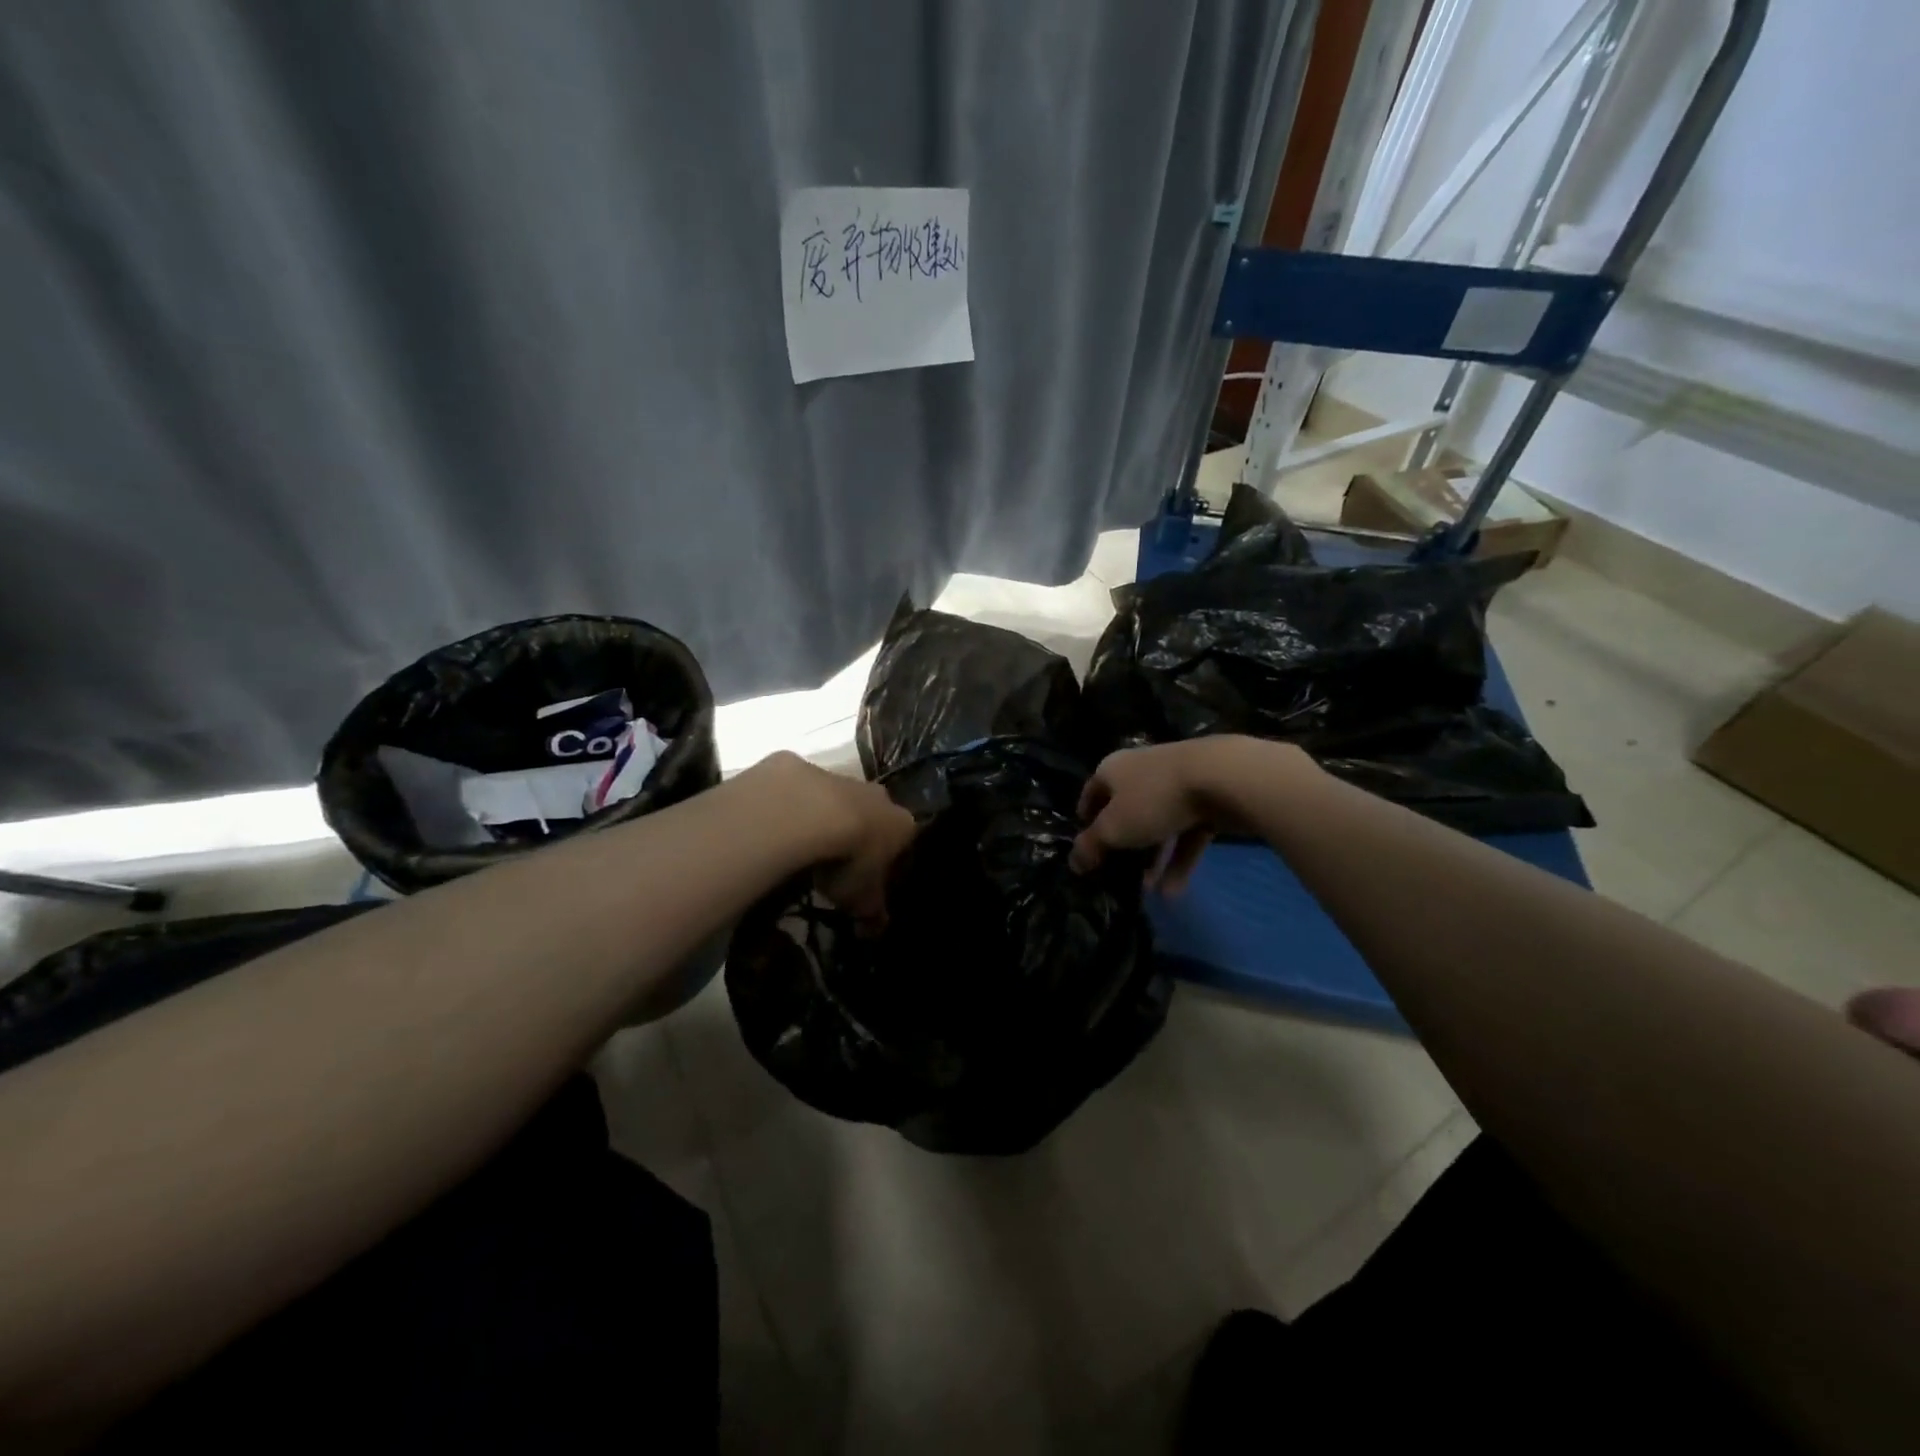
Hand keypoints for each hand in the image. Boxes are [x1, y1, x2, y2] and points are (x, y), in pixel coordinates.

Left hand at [756, 753, 917, 929]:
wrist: (805, 814)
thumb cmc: (847, 860)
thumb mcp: (861, 898)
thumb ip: (871, 912)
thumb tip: (875, 931)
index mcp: (900, 823)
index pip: (903, 839)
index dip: (888, 859)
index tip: (870, 878)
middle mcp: (876, 794)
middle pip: (872, 813)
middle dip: (858, 832)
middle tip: (836, 862)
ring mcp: (838, 776)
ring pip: (835, 798)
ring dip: (823, 818)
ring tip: (802, 847)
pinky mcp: (798, 766)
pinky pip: (798, 790)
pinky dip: (789, 807)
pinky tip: (775, 828)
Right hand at [1069, 738, 1307, 892]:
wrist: (1223, 778)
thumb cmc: (1155, 799)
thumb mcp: (1114, 828)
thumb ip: (1091, 846)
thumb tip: (1073, 863)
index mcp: (1113, 769)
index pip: (1091, 793)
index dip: (1086, 821)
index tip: (1086, 850)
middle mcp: (1142, 772)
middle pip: (1126, 811)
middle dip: (1122, 846)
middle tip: (1117, 875)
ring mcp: (1177, 785)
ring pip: (1158, 826)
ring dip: (1152, 858)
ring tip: (1147, 891)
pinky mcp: (1207, 801)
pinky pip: (1187, 833)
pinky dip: (1179, 859)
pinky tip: (1175, 891)